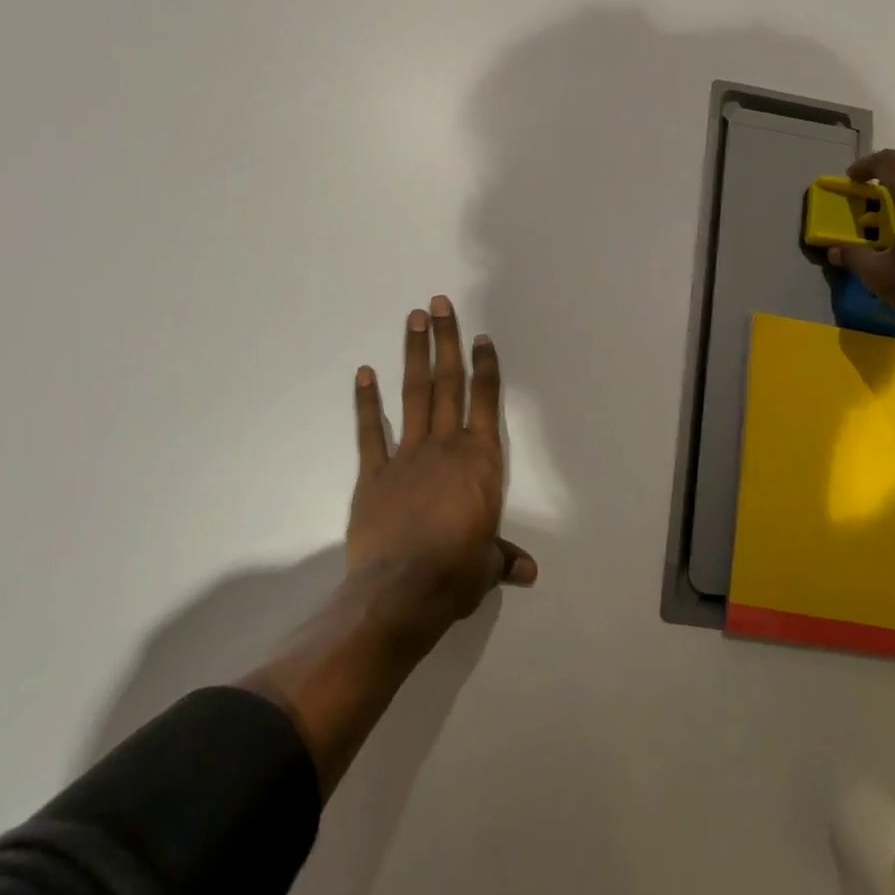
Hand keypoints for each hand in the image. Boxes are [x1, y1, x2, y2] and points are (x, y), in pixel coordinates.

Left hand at [347, 295, 536, 645]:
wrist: (402, 591)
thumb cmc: (455, 572)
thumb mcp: (486, 565)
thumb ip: (503, 558)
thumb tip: (529, 572)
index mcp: (479, 460)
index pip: (485, 401)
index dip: (485, 366)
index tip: (482, 337)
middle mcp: (446, 446)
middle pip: (448, 382)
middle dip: (446, 340)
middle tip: (439, 303)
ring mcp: (407, 455)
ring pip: (414, 394)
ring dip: (414, 354)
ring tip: (414, 319)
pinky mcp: (373, 473)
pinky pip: (370, 431)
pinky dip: (366, 401)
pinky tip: (364, 372)